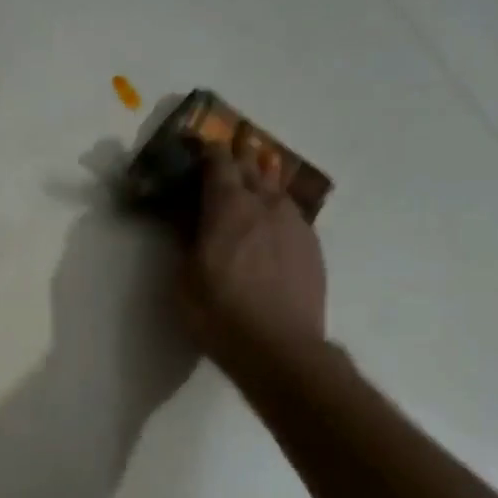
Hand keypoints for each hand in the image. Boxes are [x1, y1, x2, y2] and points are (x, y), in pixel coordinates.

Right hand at [182, 144, 327, 373]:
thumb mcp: (185, 278)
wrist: (280, 348)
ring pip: (276, 189)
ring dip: (261, 183)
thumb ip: (186, 240)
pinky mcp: (312, 246)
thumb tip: (186, 217)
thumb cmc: (220, 313)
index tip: (198, 149)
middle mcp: (266, 204)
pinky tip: (271, 226)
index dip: (208, 152)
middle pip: (252, 168)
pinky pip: (291, 215)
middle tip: (225, 162)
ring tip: (251, 187)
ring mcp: (295, 223)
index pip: (219, 162)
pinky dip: (276, 212)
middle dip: (237, 160)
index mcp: (229, 206)